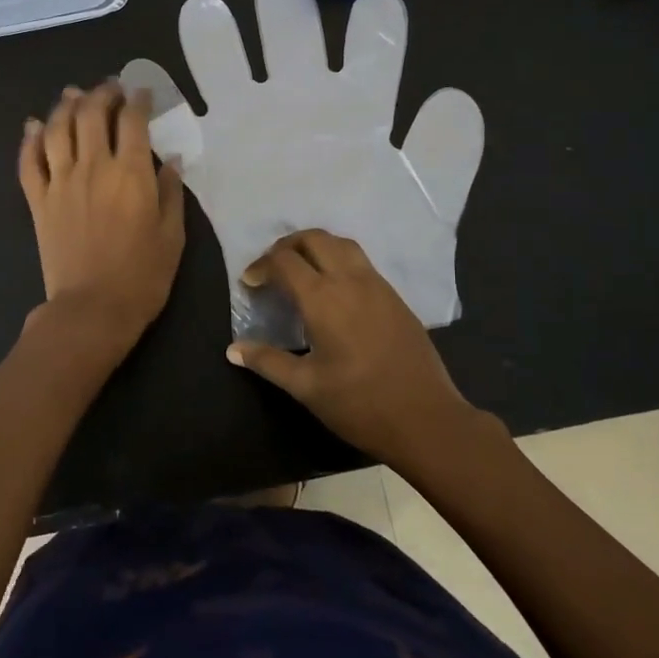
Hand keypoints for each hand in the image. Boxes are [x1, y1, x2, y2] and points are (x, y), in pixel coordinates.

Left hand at [19, 81, 185, 347]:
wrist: (92, 309)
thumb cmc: (142, 276)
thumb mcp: (172, 235)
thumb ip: (171, 192)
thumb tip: (171, 160)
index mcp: (130, 174)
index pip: (133, 121)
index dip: (138, 100)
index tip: (142, 92)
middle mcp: (93, 167)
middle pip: (91, 114)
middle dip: (101, 93)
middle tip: (110, 88)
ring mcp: (60, 182)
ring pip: (56, 129)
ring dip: (64, 106)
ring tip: (73, 95)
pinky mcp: (38, 201)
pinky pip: (28, 162)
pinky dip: (28, 140)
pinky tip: (32, 126)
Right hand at [120, 0, 483, 348]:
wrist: (349, 312)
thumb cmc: (394, 253)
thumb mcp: (429, 209)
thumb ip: (443, 157)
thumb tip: (453, 96)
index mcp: (358, 110)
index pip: (370, 56)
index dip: (376, 30)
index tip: (378, 6)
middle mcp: (303, 106)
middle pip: (292, 43)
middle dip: (284, 16)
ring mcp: (254, 126)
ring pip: (231, 70)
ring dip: (217, 43)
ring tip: (205, 14)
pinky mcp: (216, 157)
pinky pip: (184, 124)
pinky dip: (164, 98)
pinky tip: (145, 72)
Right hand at [225, 229, 502, 470]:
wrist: (426, 419)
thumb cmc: (359, 404)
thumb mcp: (306, 387)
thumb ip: (267, 361)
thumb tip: (232, 349)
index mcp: (323, 298)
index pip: (284, 261)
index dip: (261, 266)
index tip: (250, 283)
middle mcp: (350, 280)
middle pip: (314, 239)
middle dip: (287, 246)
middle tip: (272, 268)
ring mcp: (377, 285)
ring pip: (342, 244)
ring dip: (316, 246)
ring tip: (301, 269)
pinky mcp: (395, 297)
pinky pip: (361, 262)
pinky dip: (338, 259)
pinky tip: (334, 288)